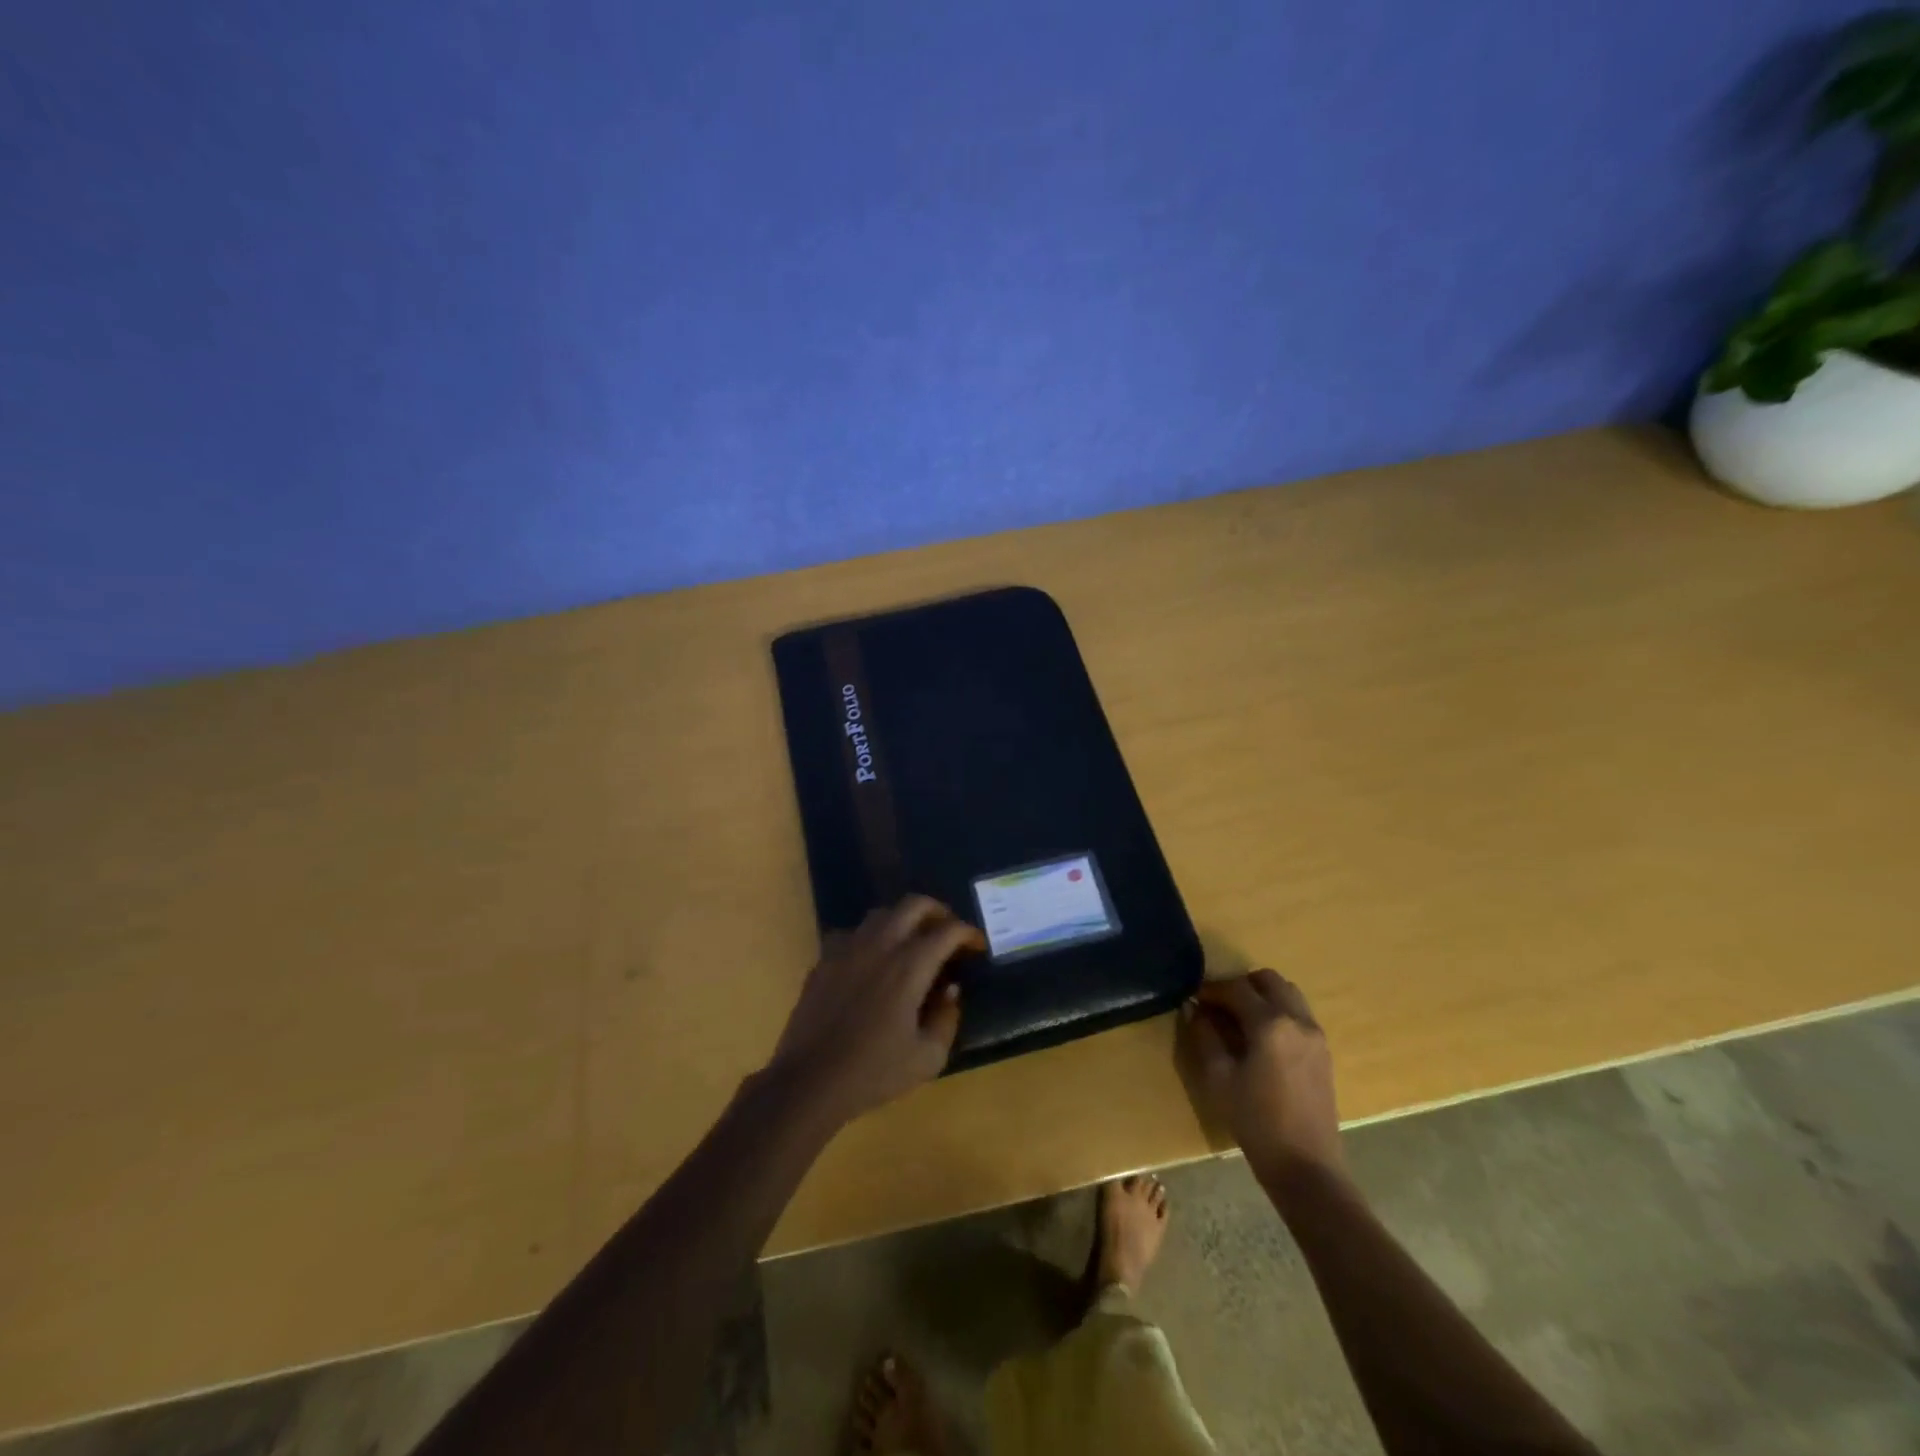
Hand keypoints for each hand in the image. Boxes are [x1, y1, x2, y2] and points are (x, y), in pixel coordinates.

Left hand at [767, 897, 983, 1124]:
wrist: (809, 1081)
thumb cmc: (874, 1072)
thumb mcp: (927, 1058)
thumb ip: (947, 1019)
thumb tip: (950, 991)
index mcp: (909, 966)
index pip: (947, 931)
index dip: (968, 933)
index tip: (977, 946)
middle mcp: (880, 946)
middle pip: (914, 904)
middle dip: (938, 911)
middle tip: (948, 931)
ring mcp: (847, 949)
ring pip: (881, 914)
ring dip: (903, 920)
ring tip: (912, 942)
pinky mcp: (824, 960)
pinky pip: (852, 933)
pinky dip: (870, 938)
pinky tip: (872, 960)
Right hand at [1178, 969, 1345, 1185]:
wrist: (1307, 1167)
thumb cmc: (1257, 1122)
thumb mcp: (1219, 1079)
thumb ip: (1204, 1036)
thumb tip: (1194, 1009)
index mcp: (1270, 1024)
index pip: (1237, 988)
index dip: (1212, 989)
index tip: (1194, 998)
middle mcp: (1297, 1020)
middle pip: (1268, 980)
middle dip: (1240, 985)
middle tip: (1218, 1005)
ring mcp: (1316, 1035)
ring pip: (1288, 994)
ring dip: (1262, 996)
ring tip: (1239, 1019)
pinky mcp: (1323, 1052)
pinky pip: (1299, 1014)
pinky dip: (1278, 1012)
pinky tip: (1261, 1038)